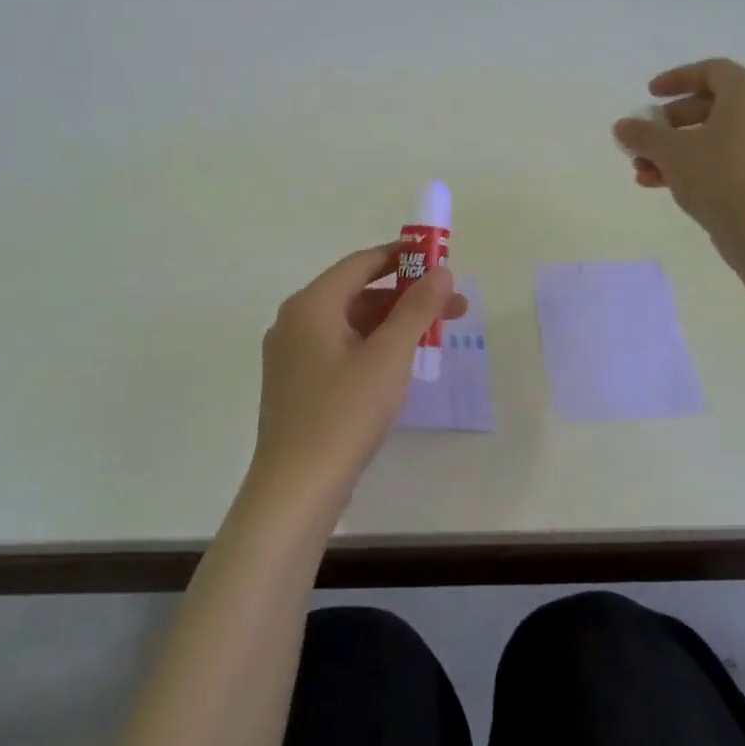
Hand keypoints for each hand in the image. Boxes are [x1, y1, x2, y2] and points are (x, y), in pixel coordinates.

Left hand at [248, 245, 467, 518]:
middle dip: (406, 297)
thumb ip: (416, 309)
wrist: (296, 488)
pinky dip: (372, 347)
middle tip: (453, 306)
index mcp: (310, 305)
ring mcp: (292, 355)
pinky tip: (400, 364)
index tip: (438, 257)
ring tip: (436, 336)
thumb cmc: (344, 414)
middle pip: (356, 294)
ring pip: (349, 325)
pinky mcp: (297, 384)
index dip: (401, 257)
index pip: (360, 264)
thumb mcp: (388, 356)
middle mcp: (294, 322)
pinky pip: (339, 349)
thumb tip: (440, 270)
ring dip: (392, 324)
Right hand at [613, 58, 744, 248]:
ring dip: (675, 149)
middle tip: (644, 137)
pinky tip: (661, 185)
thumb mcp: (671, 151)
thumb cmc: (719, 175)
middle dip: (670, 123)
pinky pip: (727, 159)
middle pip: (711, 106)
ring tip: (642, 170)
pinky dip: (696, 165)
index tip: (649, 95)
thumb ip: (643, 134)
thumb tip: (622, 126)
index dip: (677, 79)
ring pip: (716, 137)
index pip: (712, 71)